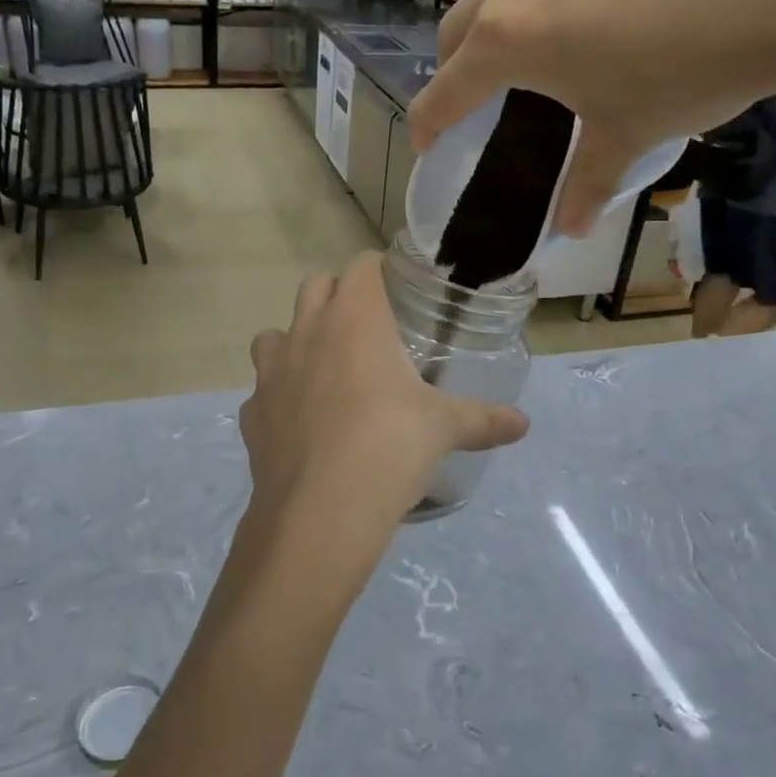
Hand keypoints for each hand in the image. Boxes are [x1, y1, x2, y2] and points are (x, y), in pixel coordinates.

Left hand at [233, 252, 528, 604]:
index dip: (377, 270)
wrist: (320, 511)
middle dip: (338, 295)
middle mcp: (307, 330)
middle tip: (367, 327)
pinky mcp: (252, 410)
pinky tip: (301, 423)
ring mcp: (270, 370)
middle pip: (316, 285)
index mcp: (354, 318)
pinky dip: (280, 395)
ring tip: (327, 371)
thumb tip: (523, 424)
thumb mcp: (444, 429)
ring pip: (276, 333)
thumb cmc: (390, 448)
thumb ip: (483, 419)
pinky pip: (263, 388)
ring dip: (299, 340)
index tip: (395, 288)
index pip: (360, 265)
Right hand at [408, 0, 775, 233]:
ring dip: (511, 16)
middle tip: (480, 96)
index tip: (426, 142)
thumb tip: (568, 229)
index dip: (428, 123)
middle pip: (461, 26)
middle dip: (459, 66)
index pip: (444, 90)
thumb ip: (586, 181)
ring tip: (550, 41)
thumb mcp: (630, 133)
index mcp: (509, 36)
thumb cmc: (692, 70)